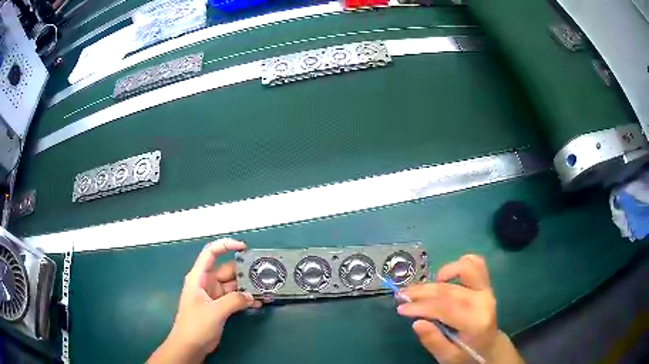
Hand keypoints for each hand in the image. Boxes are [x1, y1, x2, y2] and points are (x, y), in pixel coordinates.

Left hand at [148, 239, 261, 363]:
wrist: (190, 346)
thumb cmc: (196, 325)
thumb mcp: (215, 312)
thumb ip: (234, 301)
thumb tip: (252, 296)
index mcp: (199, 277)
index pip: (211, 253)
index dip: (226, 245)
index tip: (244, 247)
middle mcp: (207, 283)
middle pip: (227, 270)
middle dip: (244, 271)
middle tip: (264, 274)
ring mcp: (214, 295)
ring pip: (233, 285)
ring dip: (247, 287)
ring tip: (266, 289)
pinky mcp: (220, 306)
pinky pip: (235, 298)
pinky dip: (245, 299)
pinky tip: (259, 303)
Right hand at [397, 255, 522, 363]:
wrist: (490, 348)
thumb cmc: (467, 355)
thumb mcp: (448, 357)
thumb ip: (434, 341)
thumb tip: (416, 322)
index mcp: (476, 322)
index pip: (446, 307)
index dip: (421, 306)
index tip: (401, 308)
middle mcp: (483, 301)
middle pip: (449, 289)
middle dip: (422, 291)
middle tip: (402, 295)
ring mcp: (487, 289)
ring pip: (465, 269)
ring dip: (441, 273)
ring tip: (425, 287)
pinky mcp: (487, 284)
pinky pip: (476, 264)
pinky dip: (459, 265)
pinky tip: (444, 276)